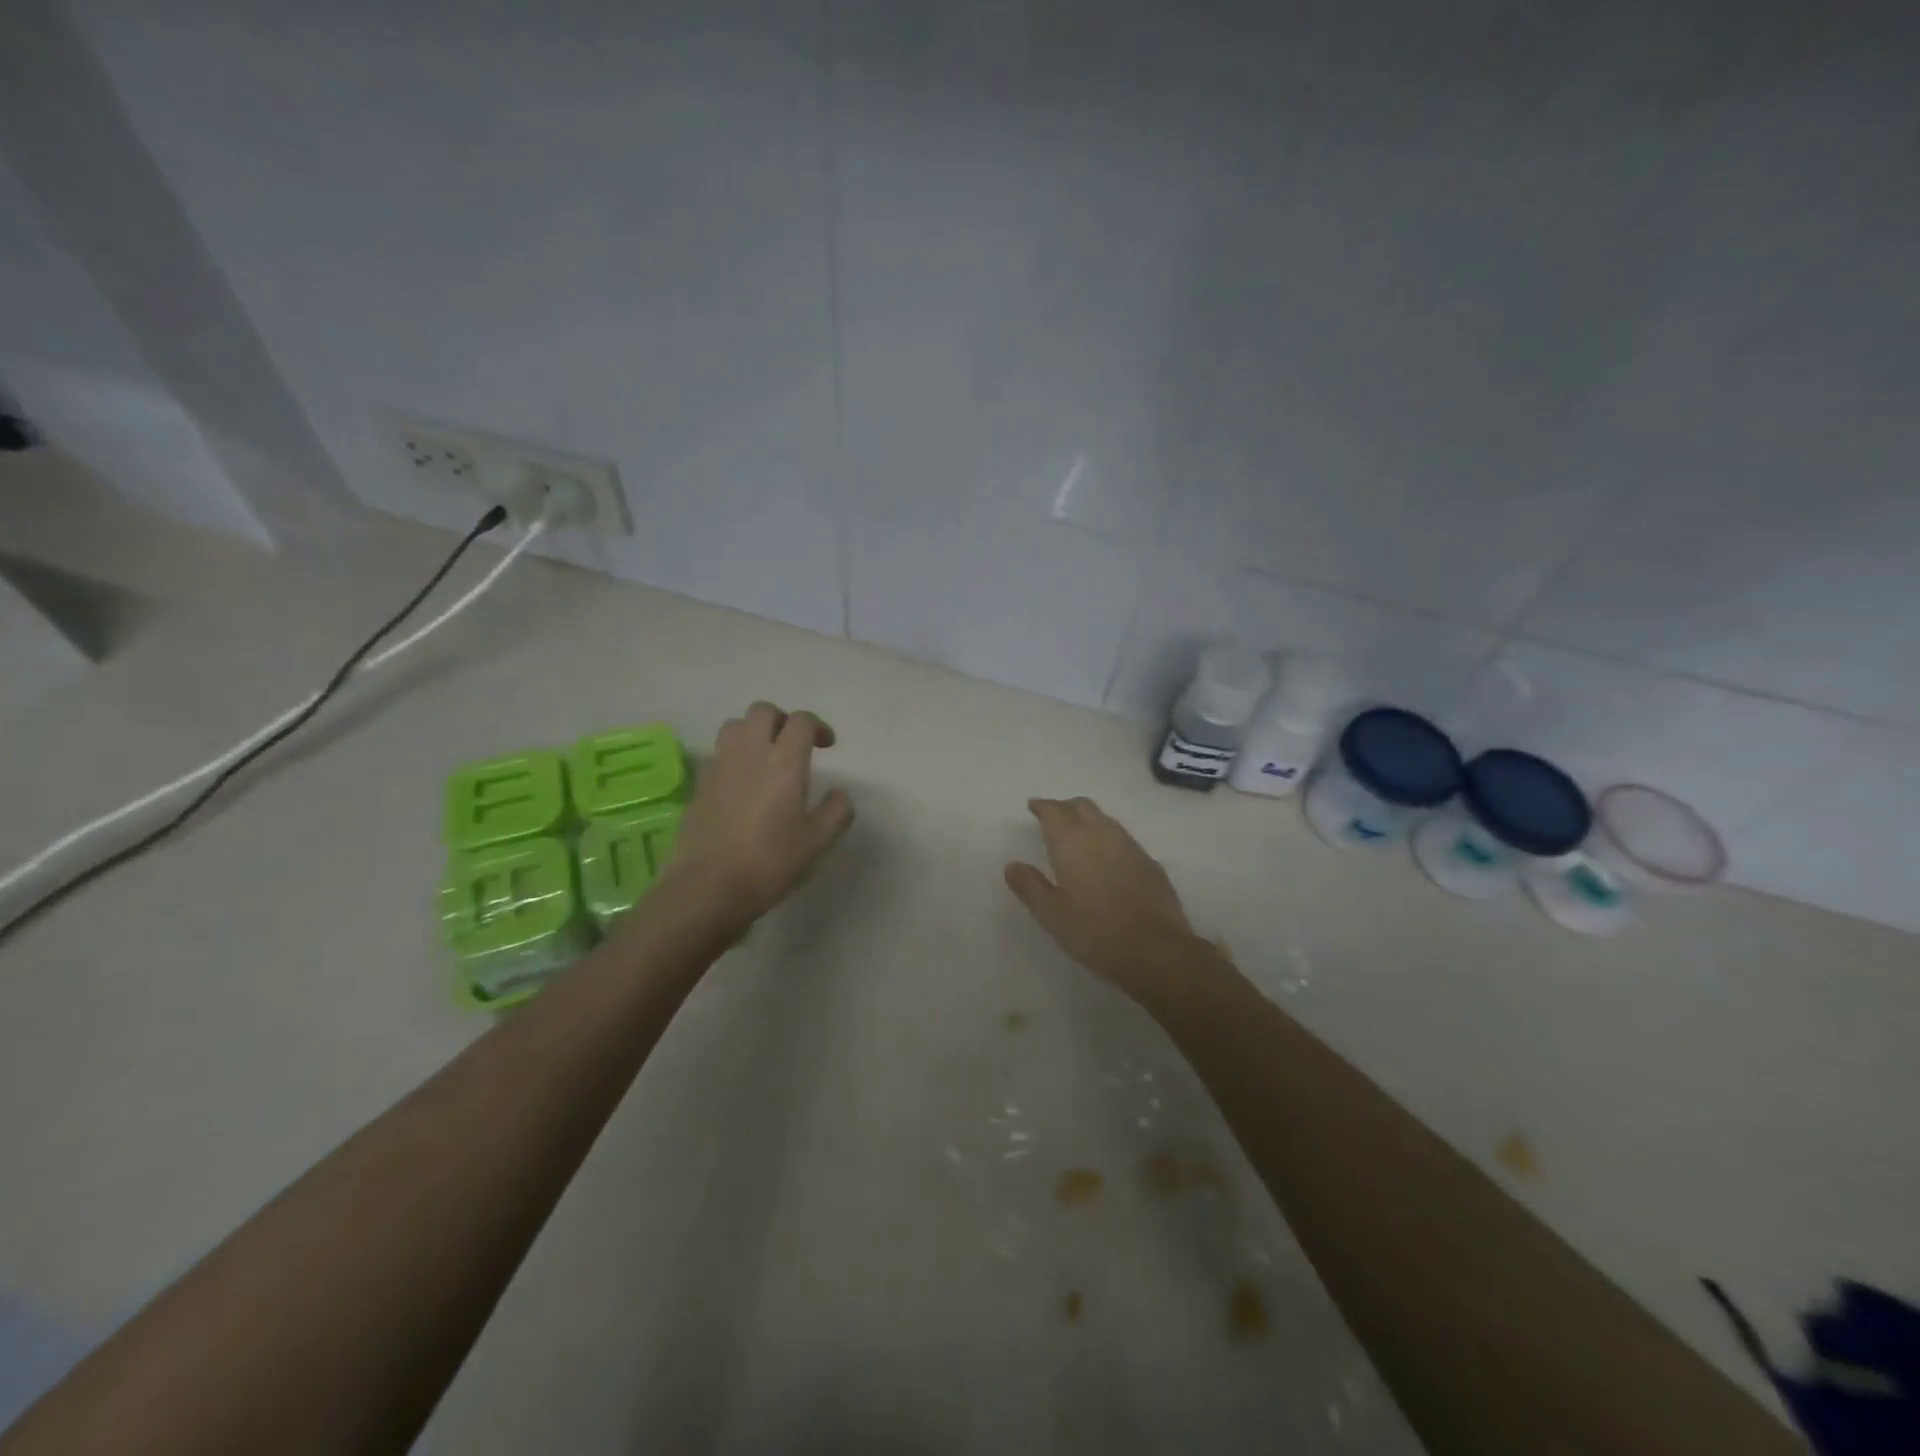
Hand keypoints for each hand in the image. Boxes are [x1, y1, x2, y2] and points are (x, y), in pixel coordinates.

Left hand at [659, 701, 853, 933]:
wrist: (708, 887)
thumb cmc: (770, 862)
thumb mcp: (817, 842)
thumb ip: (836, 812)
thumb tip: (840, 794)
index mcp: (784, 762)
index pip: (800, 721)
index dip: (817, 726)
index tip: (826, 745)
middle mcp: (749, 753)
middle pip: (762, 711)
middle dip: (782, 720)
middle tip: (794, 744)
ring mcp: (719, 766)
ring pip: (734, 726)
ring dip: (753, 732)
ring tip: (765, 757)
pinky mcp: (699, 784)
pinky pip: (718, 753)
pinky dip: (734, 755)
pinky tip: (742, 782)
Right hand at [1004, 798, 1210, 997]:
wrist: (1156, 950)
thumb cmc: (1095, 932)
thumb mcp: (1052, 915)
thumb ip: (1030, 886)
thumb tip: (1012, 865)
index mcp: (1072, 842)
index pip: (1055, 811)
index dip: (1043, 806)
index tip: (1033, 807)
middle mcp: (1102, 834)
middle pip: (1082, 806)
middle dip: (1065, 807)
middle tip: (1053, 818)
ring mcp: (1130, 846)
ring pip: (1105, 819)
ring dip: (1088, 820)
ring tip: (1078, 836)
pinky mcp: (1150, 862)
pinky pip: (1123, 838)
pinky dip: (1108, 839)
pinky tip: (1106, 859)